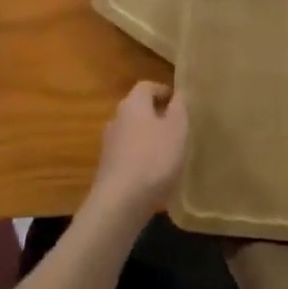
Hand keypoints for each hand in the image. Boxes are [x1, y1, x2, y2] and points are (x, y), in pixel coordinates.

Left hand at [88, 80, 187, 219]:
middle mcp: (117, 118)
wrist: (120, 202)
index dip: (163, 90)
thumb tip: (179, 93)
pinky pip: (128, 154)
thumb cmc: (154, 158)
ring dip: (148, 137)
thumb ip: (179, 108)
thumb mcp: (177, 129)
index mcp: (133, 104)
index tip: (178, 102)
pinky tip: (154, 172)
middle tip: (176, 126)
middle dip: (156, 114)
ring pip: (132, 132)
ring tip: (168, 150)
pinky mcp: (108, 168)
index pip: (146, 86)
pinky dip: (141, 156)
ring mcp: (109, 144)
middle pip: (137, 108)